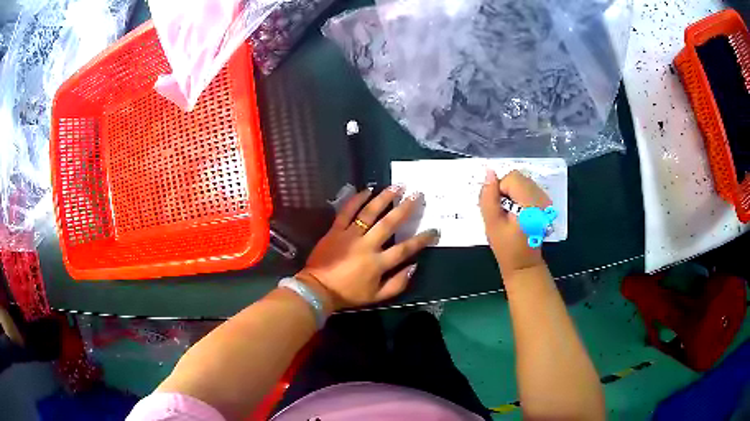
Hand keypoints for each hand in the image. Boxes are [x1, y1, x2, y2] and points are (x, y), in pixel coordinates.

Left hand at [296, 186, 439, 310]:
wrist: (317, 289)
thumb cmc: (348, 294)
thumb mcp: (376, 296)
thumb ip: (397, 284)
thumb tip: (414, 266)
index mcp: (378, 263)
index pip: (405, 249)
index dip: (421, 239)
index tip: (434, 230)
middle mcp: (367, 245)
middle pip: (389, 223)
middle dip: (405, 208)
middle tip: (417, 194)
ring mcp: (350, 235)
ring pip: (369, 213)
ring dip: (384, 198)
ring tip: (396, 186)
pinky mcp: (335, 230)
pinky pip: (346, 212)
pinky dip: (356, 199)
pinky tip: (367, 190)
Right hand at [479, 169, 550, 278]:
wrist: (524, 264)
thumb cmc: (506, 247)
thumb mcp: (491, 223)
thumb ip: (488, 197)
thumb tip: (489, 173)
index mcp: (530, 204)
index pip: (512, 178)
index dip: (500, 190)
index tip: (499, 209)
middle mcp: (541, 198)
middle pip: (518, 178)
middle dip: (507, 190)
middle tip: (504, 212)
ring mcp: (545, 200)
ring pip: (523, 182)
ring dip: (513, 193)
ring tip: (511, 213)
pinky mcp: (545, 203)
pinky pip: (528, 189)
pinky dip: (520, 196)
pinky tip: (519, 213)